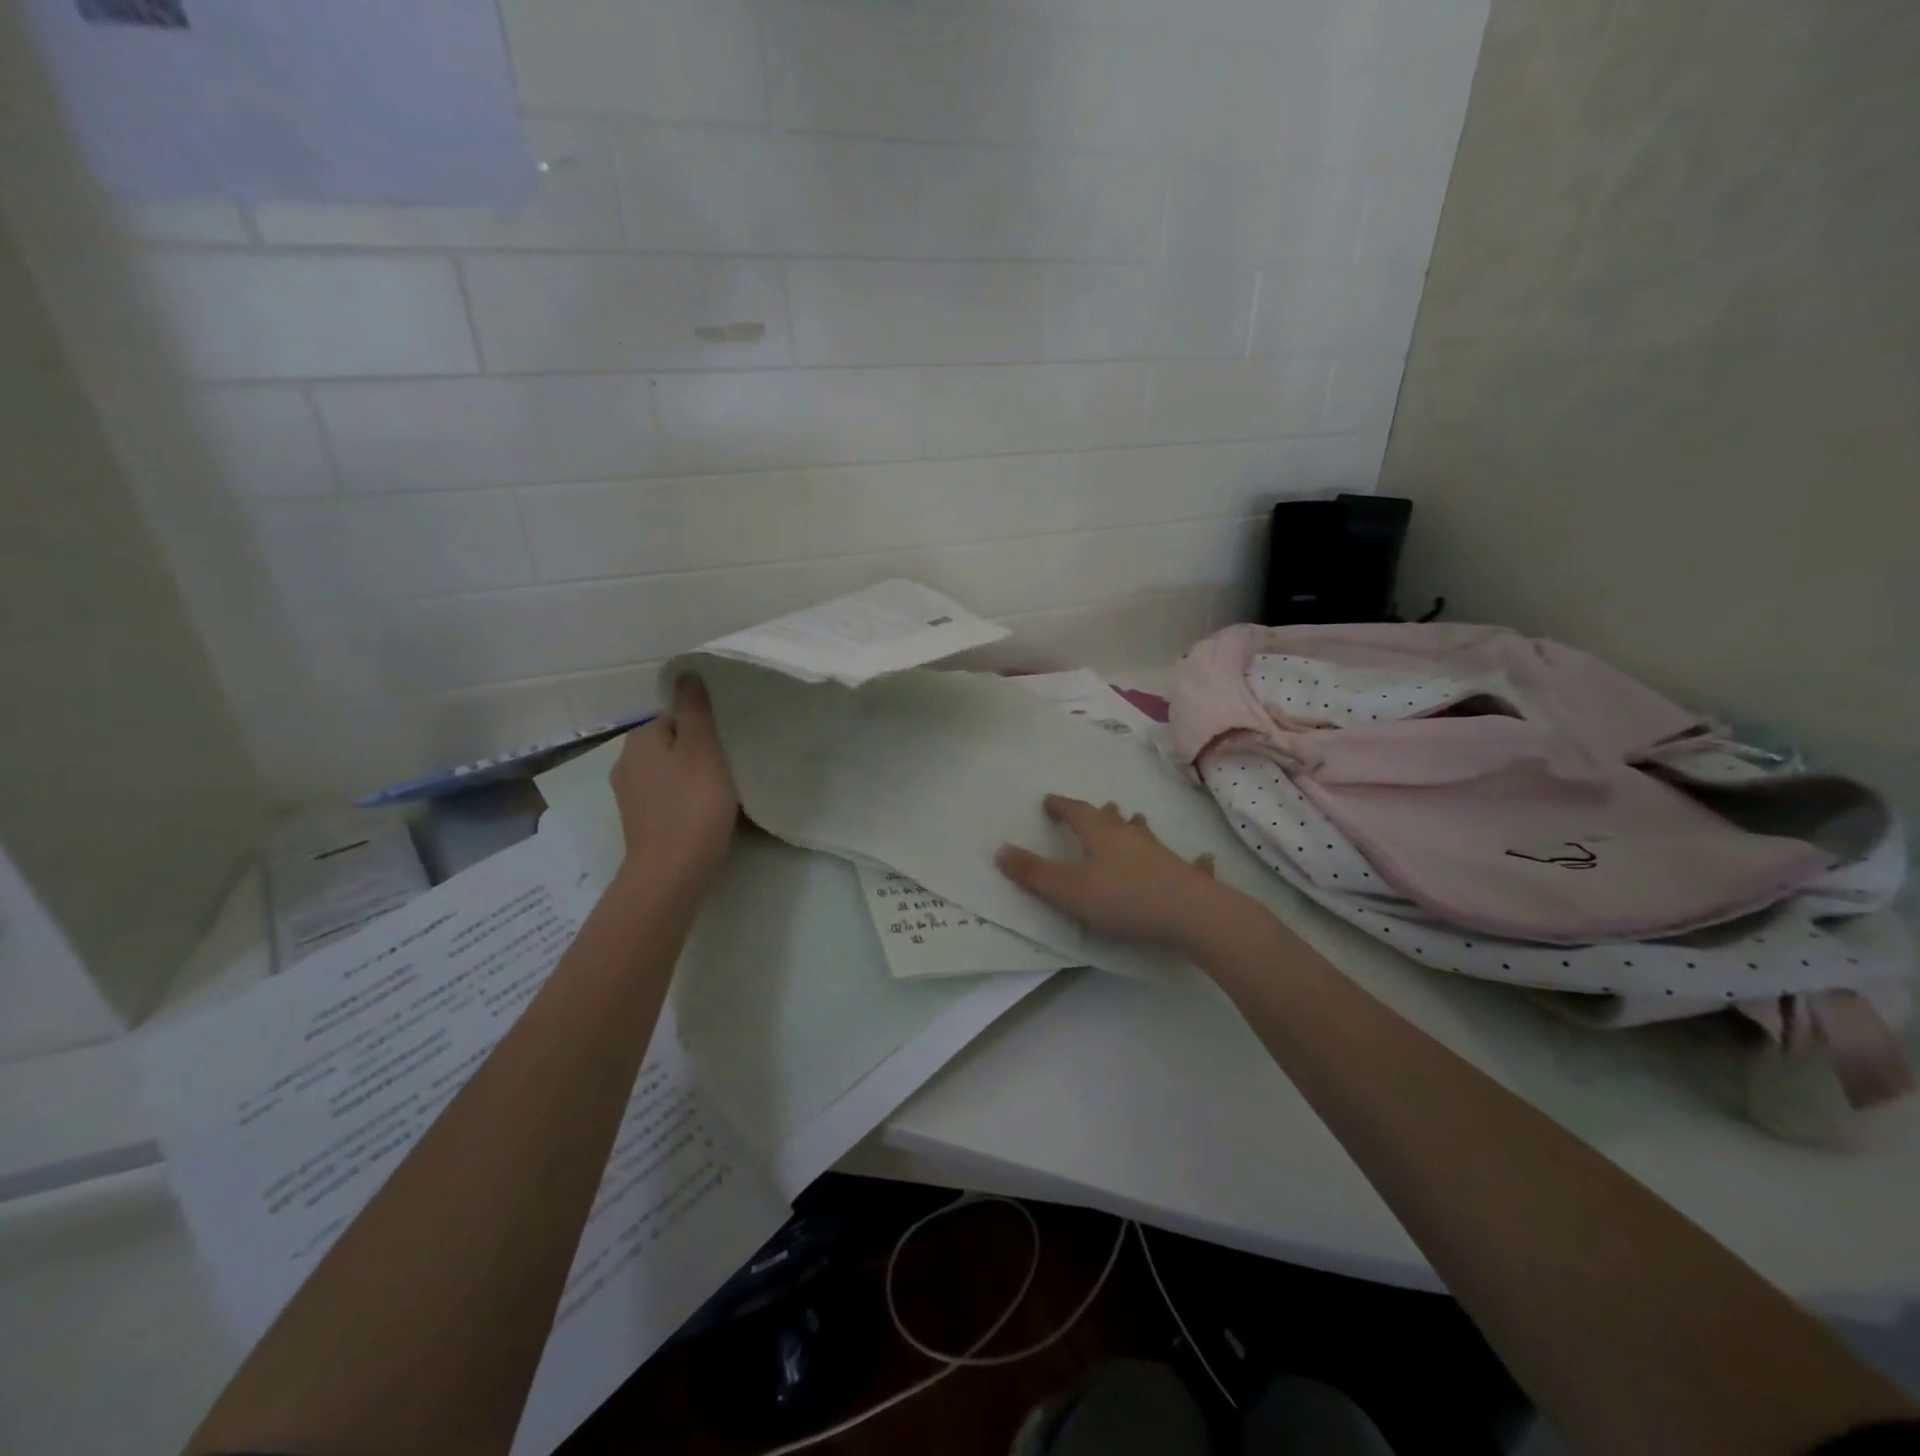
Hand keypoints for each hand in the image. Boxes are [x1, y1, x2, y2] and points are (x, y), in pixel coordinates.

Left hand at [608, 675, 738, 890]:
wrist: (672, 872)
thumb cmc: (693, 804)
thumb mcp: (702, 749)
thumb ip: (696, 709)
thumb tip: (686, 672)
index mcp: (640, 739)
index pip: (676, 716)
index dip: (706, 728)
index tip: (729, 745)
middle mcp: (626, 762)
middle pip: (673, 744)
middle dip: (700, 752)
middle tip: (732, 766)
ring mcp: (630, 795)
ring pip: (671, 772)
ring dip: (695, 777)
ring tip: (724, 792)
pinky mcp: (640, 822)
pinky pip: (668, 798)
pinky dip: (686, 800)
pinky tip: (706, 814)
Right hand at [995, 795, 1231, 949]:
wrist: (1189, 914)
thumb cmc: (1123, 899)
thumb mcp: (1069, 890)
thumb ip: (1034, 873)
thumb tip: (999, 849)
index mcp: (1100, 836)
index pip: (1077, 813)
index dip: (1062, 806)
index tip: (1050, 800)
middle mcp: (1131, 837)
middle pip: (1113, 819)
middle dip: (1101, 814)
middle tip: (1097, 809)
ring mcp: (1161, 854)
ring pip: (1145, 834)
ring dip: (1135, 827)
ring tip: (1134, 822)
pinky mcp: (1185, 875)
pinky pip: (1187, 863)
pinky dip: (1191, 860)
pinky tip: (1203, 859)